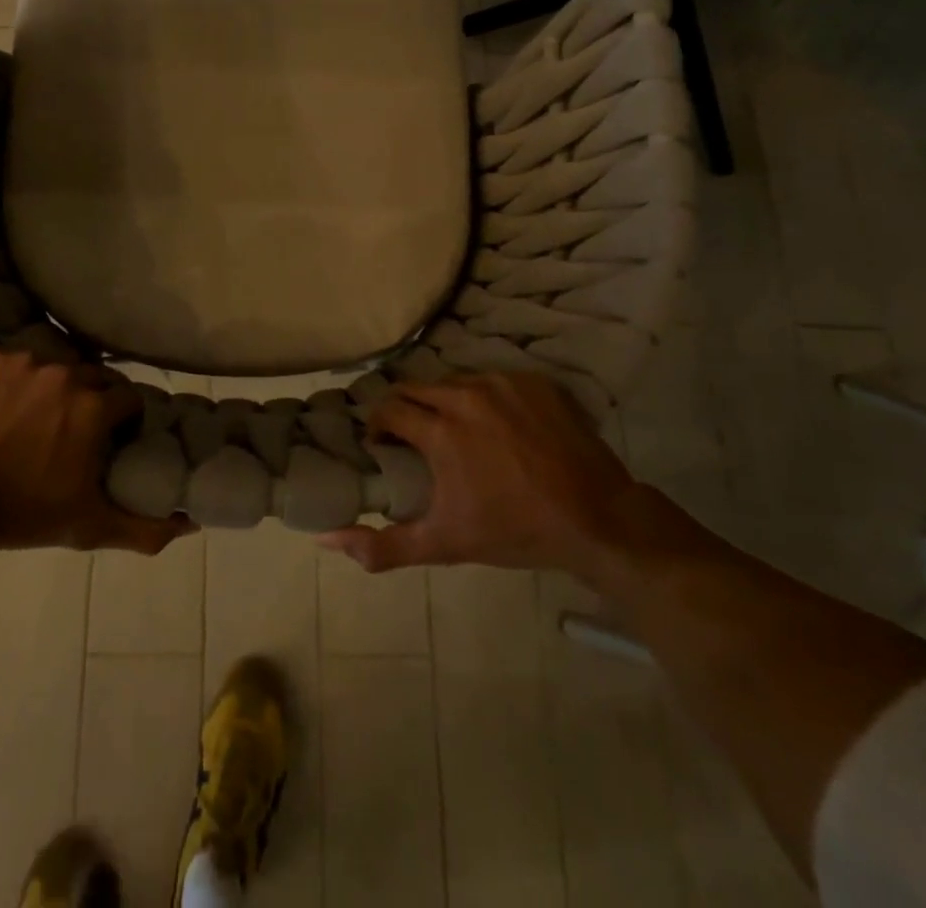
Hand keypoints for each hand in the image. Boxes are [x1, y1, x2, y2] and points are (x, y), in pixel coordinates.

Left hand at [0, 349, 190, 555]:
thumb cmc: (19, 514)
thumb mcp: (86, 526)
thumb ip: (143, 527)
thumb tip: (191, 525)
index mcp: (94, 407)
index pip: (129, 398)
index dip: (125, 419)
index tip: (113, 438)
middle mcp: (64, 373)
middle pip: (94, 377)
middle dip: (91, 400)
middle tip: (73, 430)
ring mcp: (22, 360)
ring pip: (53, 366)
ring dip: (51, 387)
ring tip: (32, 418)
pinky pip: (12, 361)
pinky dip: (12, 379)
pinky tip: (0, 407)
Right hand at [318, 372, 642, 576]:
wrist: (598, 520)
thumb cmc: (515, 531)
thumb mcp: (445, 543)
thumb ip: (383, 545)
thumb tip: (327, 539)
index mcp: (440, 430)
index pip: (388, 409)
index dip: (378, 427)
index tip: (383, 448)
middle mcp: (465, 395)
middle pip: (416, 389)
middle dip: (405, 411)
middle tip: (412, 438)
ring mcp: (502, 384)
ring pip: (454, 382)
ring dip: (443, 402)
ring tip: (454, 431)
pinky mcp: (533, 382)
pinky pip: (492, 380)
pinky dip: (483, 398)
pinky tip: (495, 426)